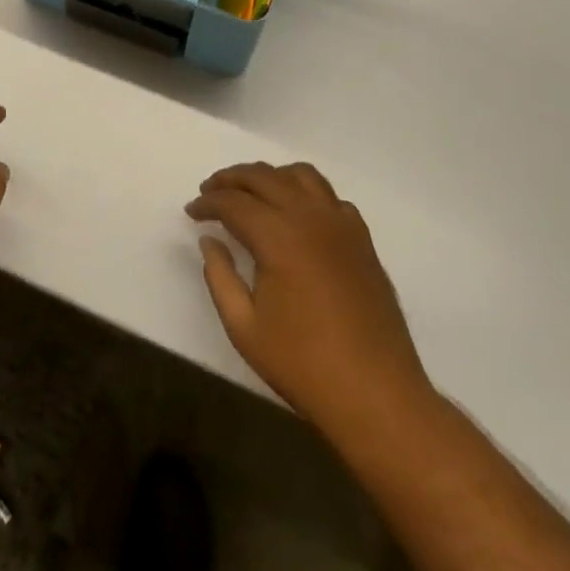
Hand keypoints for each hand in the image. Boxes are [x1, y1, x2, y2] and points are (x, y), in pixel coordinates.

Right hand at [187, 162, 430, 440]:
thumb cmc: (303, 365)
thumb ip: (220, 276)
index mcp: (278, 236)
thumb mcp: (244, 327)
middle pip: (264, 177)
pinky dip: (306, 193)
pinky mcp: (362, 240)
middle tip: (211, 192)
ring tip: (251, 193)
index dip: (208, 202)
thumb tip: (210, 241)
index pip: (233, 202)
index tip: (192, 212)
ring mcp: (341, 225)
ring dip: (270, 176)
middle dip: (231, 179)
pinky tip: (296, 214)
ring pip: (301, 175)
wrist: (377, 396)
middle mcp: (310, 218)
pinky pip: (330, 197)